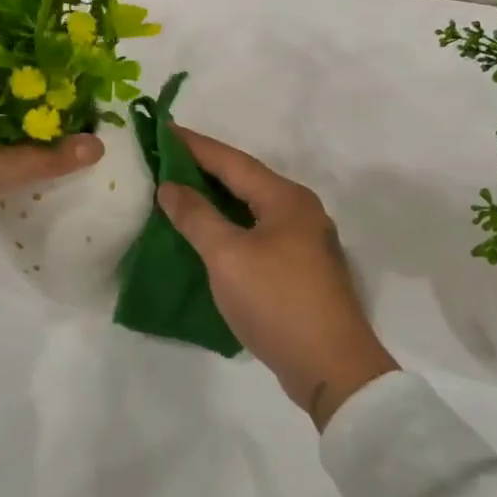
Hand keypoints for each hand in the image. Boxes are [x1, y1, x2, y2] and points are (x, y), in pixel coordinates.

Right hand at [158, 127, 397, 429]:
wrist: (331, 368)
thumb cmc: (277, 302)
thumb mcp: (228, 256)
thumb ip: (197, 216)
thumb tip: (170, 187)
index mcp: (286, 199)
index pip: (232, 160)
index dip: (195, 145)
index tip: (164, 129)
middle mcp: (300, 212)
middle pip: (244, 181)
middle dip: (204, 170)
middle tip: (164, 160)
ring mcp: (304, 242)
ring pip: (251, 209)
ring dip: (215, 200)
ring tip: (178, 193)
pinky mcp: (299, 270)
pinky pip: (256, 234)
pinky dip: (229, 227)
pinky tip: (207, 235)